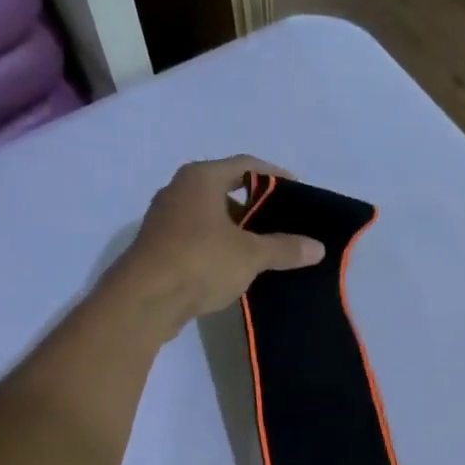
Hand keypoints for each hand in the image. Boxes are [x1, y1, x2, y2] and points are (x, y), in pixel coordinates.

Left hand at [107, 156, 322, 338]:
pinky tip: (237, 267)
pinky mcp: (160, 247)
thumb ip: (285, 248)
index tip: (297, 192)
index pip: (245, 165)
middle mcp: (180, 190)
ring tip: (266, 249)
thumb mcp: (251, 255)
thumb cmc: (200, 261)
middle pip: (226, 190)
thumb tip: (318, 247)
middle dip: (256, 207)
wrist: (146, 299)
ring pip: (211, 217)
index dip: (274, 176)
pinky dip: (220, 247)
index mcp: (201, 178)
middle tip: (284, 224)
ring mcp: (166, 219)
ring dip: (237, 230)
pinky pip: (198, 238)